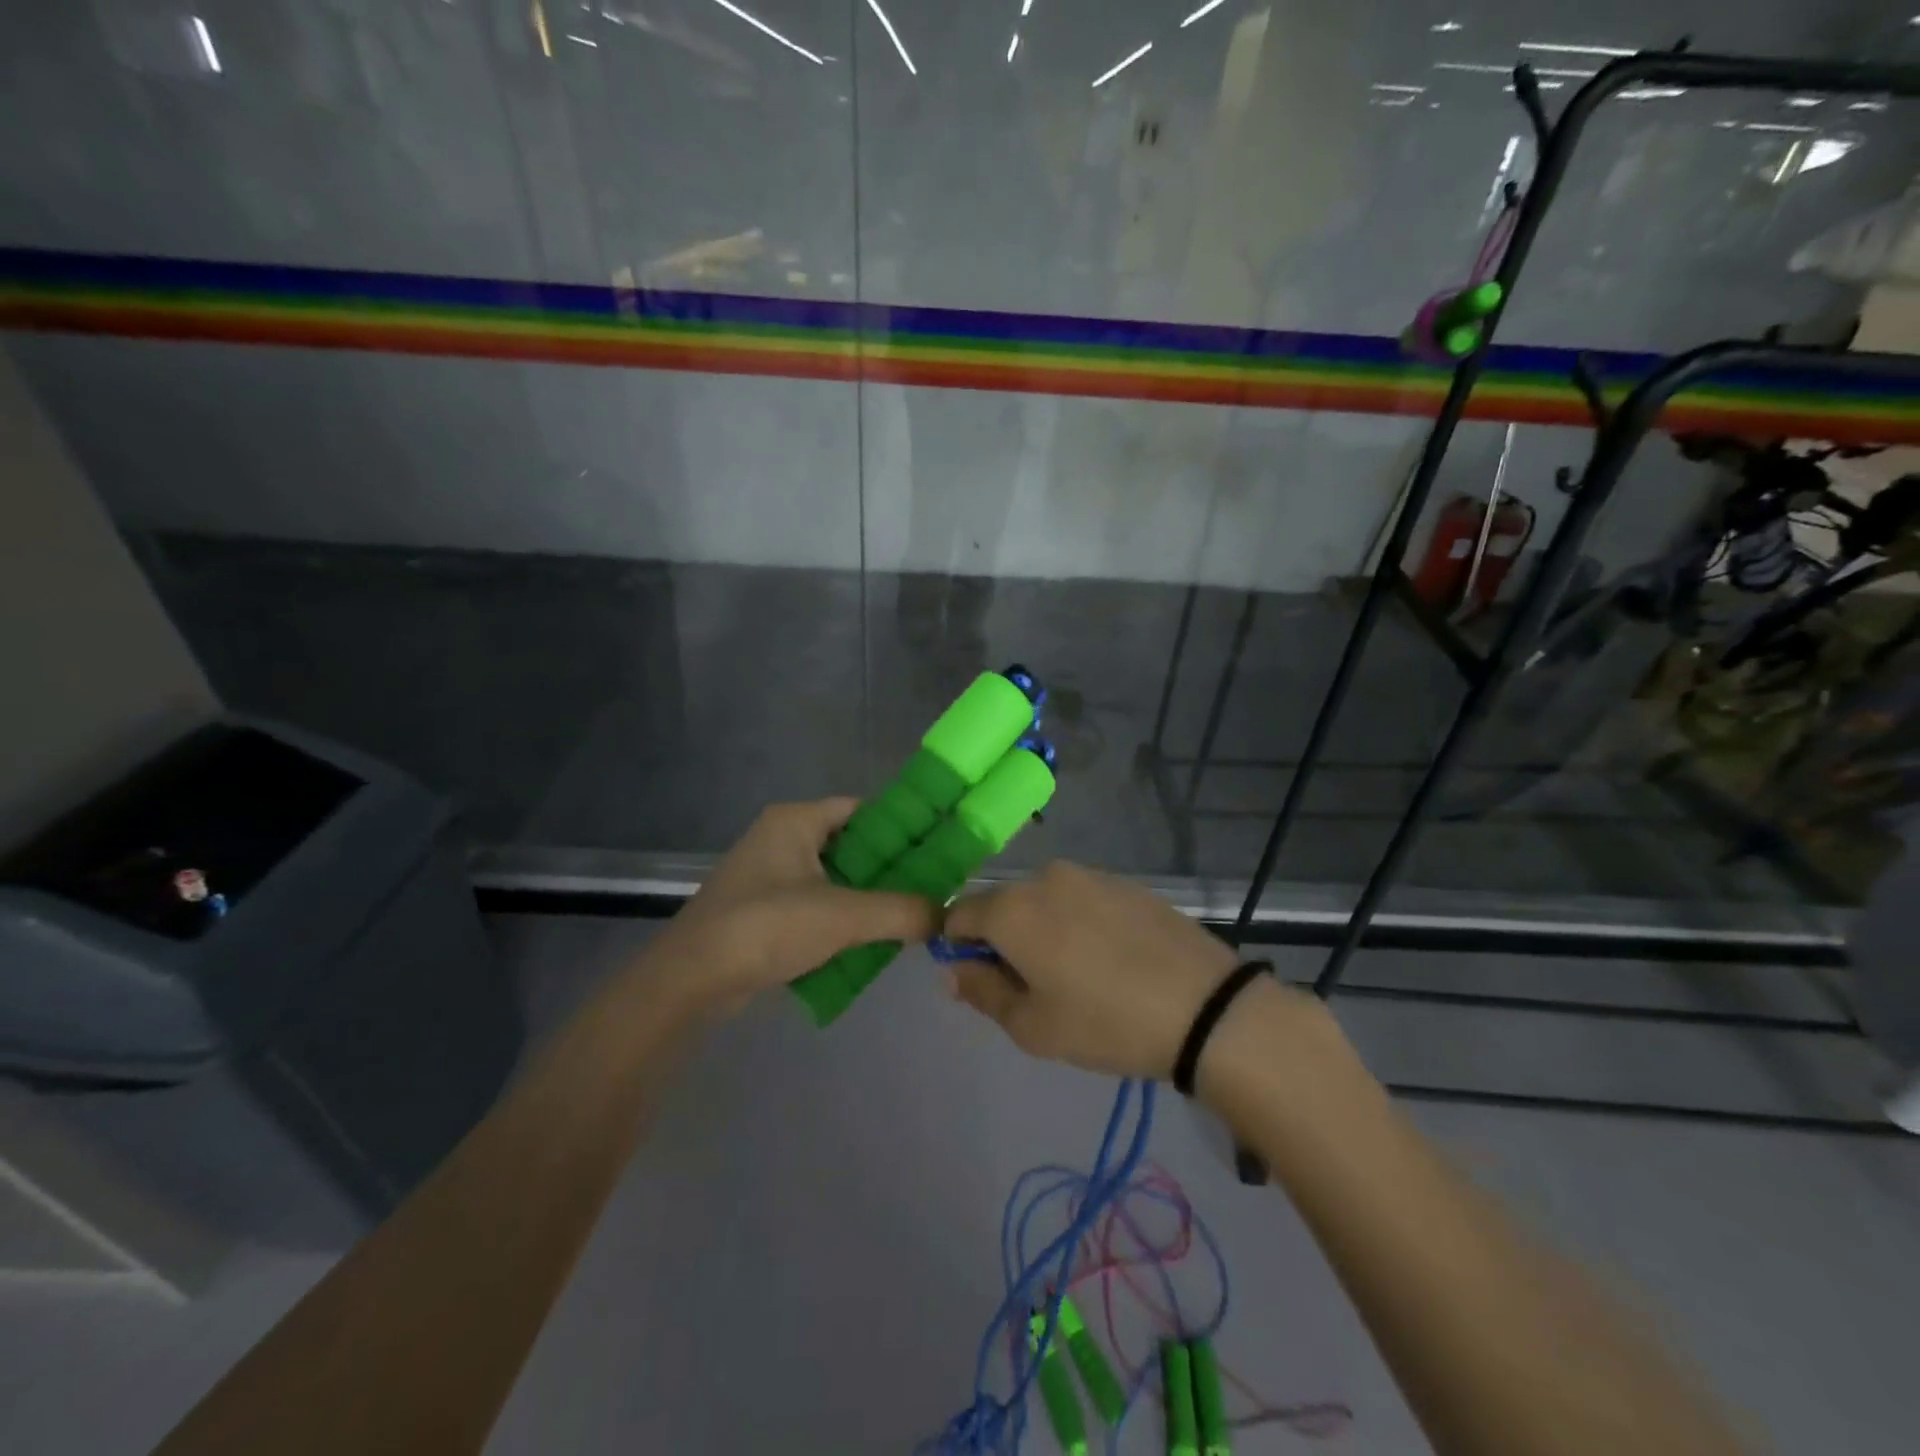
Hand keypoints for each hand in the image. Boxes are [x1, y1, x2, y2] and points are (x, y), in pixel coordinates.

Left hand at [651, 798, 937, 1015]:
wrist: (689, 980)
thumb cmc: (765, 927)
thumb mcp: (842, 916)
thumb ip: (900, 911)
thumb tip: (945, 915)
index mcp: (796, 821)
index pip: (863, 809)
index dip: (901, 827)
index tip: (936, 850)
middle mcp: (781, 839)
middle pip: (850, 846)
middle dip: (888, 871)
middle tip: (928, 891)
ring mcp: (768, 876)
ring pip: (833, 880)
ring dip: (866, 900)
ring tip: (906, 919)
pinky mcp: (760, 911)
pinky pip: (813, 906)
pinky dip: (839, 921)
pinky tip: (868, 944)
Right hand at [943, 862, 1239, 1078]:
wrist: (1204, 1006)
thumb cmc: (1105, 1022)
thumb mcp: (1032, 1026)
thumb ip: (982, 992)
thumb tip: (953, 969)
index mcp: (1012, 908)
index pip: (958, 914)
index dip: (959, 947)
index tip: (983, 981)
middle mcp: (1044, 878)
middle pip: (1002, 905)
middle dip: (1003, 940)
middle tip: (1033, 988)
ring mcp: (1089, 875)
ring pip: (1043, 901)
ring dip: (1043, 930)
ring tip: (1078, 975)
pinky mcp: (1125, 883)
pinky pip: (1081, 899)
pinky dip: (1079, 923)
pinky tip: (1110, 960)